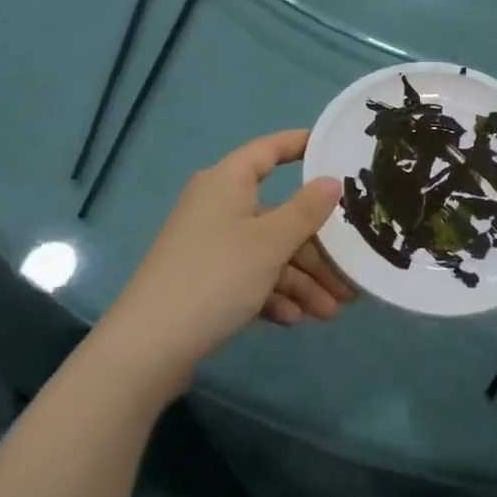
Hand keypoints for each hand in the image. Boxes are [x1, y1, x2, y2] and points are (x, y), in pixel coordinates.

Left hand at [110, 130, 343, 381]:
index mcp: (227, 182)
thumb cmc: (215, 278)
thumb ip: (306, 210)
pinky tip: (294, 319)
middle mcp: (218, 206)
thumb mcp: (270, 243)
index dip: (303, 145)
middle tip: (350, 271)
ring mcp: (210, 245)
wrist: (146, 351)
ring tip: (331, 311)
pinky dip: (274, 295)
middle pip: (279, 213)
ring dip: (302, 280)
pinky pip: (250, 277)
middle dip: (316, 247)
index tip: (337, 151)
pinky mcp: (205, 280)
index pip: (270, 149)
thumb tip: (332, 181)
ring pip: (268, 251)